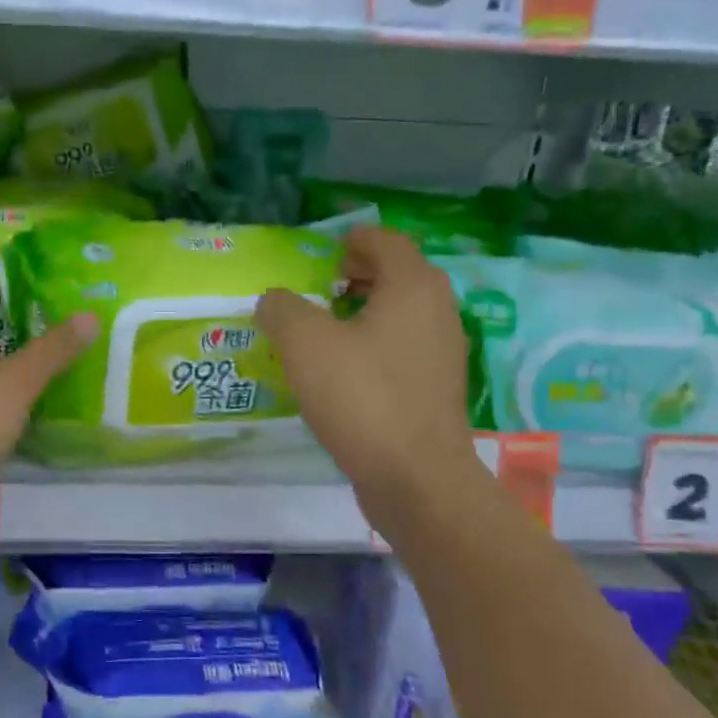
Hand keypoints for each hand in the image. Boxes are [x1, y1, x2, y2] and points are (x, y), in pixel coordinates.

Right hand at [255, 226, 484, 527]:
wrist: (416, 478)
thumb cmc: (362, 397)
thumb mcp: (304, 344)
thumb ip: (282, 309)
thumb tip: (274, 301)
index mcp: (413, 287)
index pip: (387, 242)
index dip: (354, 239)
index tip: (324, 251)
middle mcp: (438, 311)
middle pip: (400, 274)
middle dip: (360, 272)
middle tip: (321, 285)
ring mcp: (443, 352)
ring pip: (403, 313)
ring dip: (366, 309)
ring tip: (326, 326)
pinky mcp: (438, 388)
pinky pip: (405, 346)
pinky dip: (376, 341)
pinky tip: (344, 368)